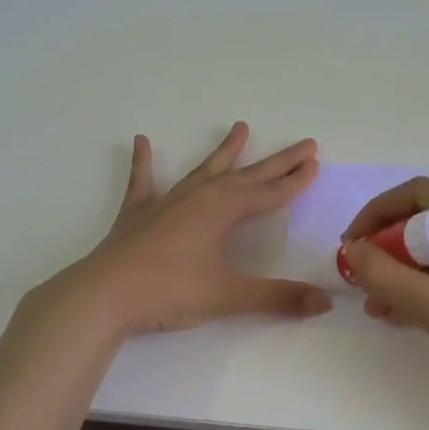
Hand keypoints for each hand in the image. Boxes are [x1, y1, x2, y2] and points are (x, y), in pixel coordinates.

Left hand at [44, 123, 332, 337]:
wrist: (103, 296)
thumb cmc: (168, 292)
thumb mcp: (227, 296)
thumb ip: (277, 298)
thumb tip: (325, 302)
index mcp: (221, 211)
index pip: (268, 193)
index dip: (294, 181)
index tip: (315, 164)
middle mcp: (198, 197)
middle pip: (246, 176)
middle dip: (276, 162)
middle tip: (303, 144)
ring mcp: (166, 202)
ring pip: (204, 170)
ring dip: (224, 152)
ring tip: (241, 127)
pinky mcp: (137, 214)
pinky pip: (143, 182)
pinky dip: (144, 162)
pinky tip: (142, 142)